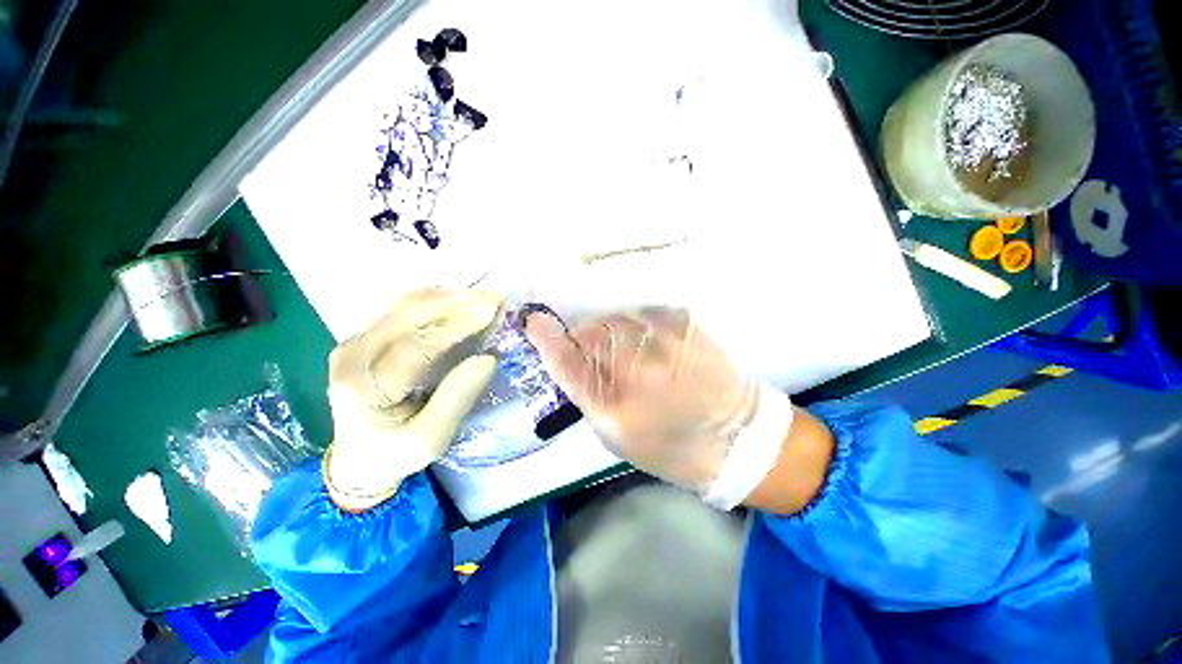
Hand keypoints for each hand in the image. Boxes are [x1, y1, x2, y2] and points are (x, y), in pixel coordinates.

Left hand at [324, 288, 501, 511]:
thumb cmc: (397, 453)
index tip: (491, 310)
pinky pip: (400, 309)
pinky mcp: (363, 338)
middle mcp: (352, 356)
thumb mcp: (431, 440)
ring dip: (446, 298)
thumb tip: (488, 357)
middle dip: (455, 303)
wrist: (358, 459)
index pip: (415, 347)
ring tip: (481, 296)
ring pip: (402, 306)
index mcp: (364, 389)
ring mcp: (354, 342)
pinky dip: (432, 301)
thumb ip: (457, 398)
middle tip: (494, 297)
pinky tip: (457, 299)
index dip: (456, 326)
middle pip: (406, 316)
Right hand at [524, 308, 778, 499]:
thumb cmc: (667, 445)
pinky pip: (643, 315)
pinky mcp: (682, 319)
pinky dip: (641, 328)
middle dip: (588, 342)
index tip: (533, 322)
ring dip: (615, 334)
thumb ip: (585, 391)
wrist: (735, 437)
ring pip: (615, 319)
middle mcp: (632, 359)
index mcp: (611, 398)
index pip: (564, 356)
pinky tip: (657, 347)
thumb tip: (565, 356)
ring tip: (636, 356)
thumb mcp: (614, 433)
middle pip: (590, 331)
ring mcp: (659, 333)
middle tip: (606, 361)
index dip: (545, 337)